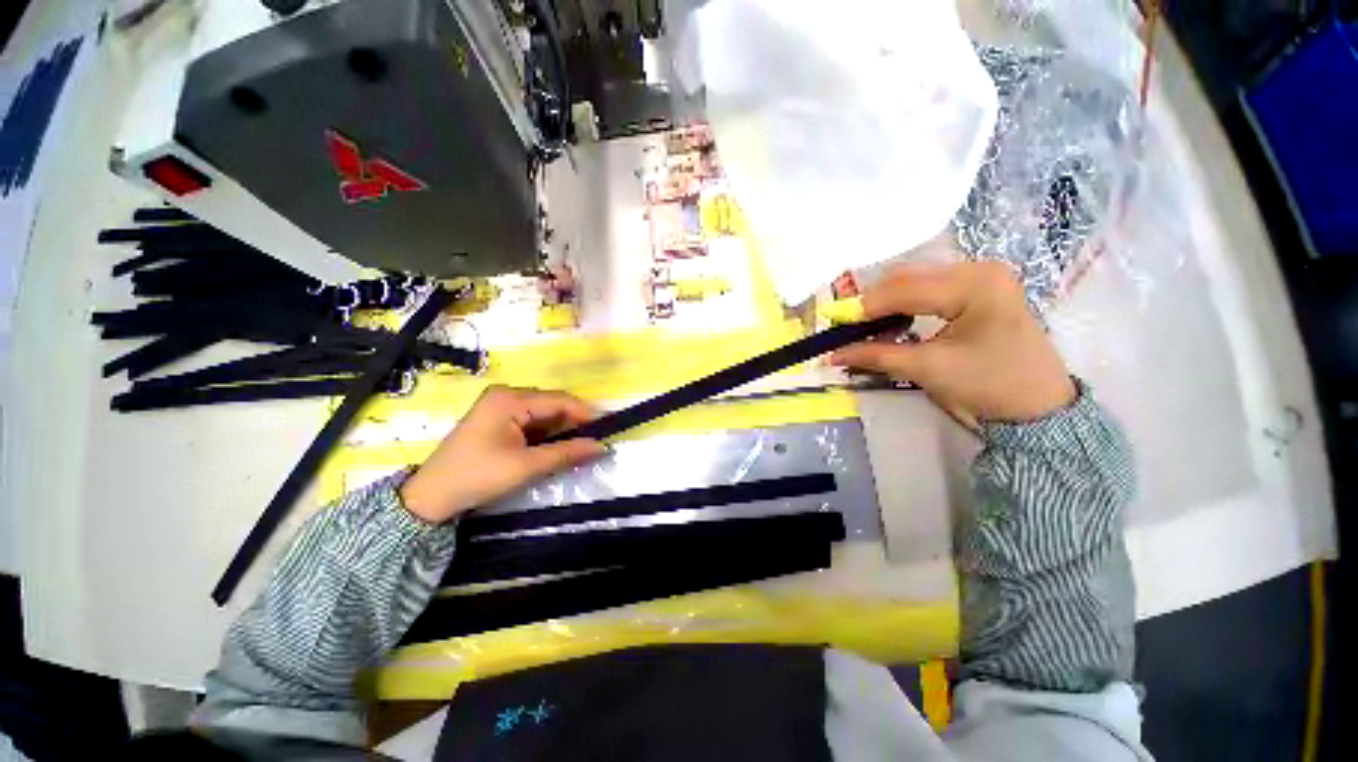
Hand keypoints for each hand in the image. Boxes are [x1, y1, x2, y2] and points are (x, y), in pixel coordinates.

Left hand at [399, 386, 606, 523]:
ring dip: (560, 429)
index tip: (606, 429)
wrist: (430, 498)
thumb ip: (567, 453)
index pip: (559, 400)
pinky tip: (554, 447)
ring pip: (543, 413)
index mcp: (510, 399)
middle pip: (552, 404)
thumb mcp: (526, 466)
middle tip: (593, 442)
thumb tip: (602, 446)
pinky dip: (545, 433)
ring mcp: (499, 406)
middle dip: (573, 423)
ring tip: (577, 447)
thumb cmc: (478, 477)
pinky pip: (531, 420)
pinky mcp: (497, 419)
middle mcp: (506, 395)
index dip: (585, 414)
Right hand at [830, 262, 1074, 422]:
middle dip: (874, 302)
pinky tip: (895, 321)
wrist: (1037, 406)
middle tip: (851, 328)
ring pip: (916, 278)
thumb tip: (833, 355)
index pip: (905, 288)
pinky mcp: (980, 287)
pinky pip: (930, 286)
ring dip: (887, 301)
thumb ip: (876, 356)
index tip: (837, 326)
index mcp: (975, 285)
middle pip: (909, 276)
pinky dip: (905, 302)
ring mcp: (982, 275)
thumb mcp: (927, 369)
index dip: (865, 307)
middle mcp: (980, 268)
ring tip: (870, 326)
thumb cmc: (988, 386)